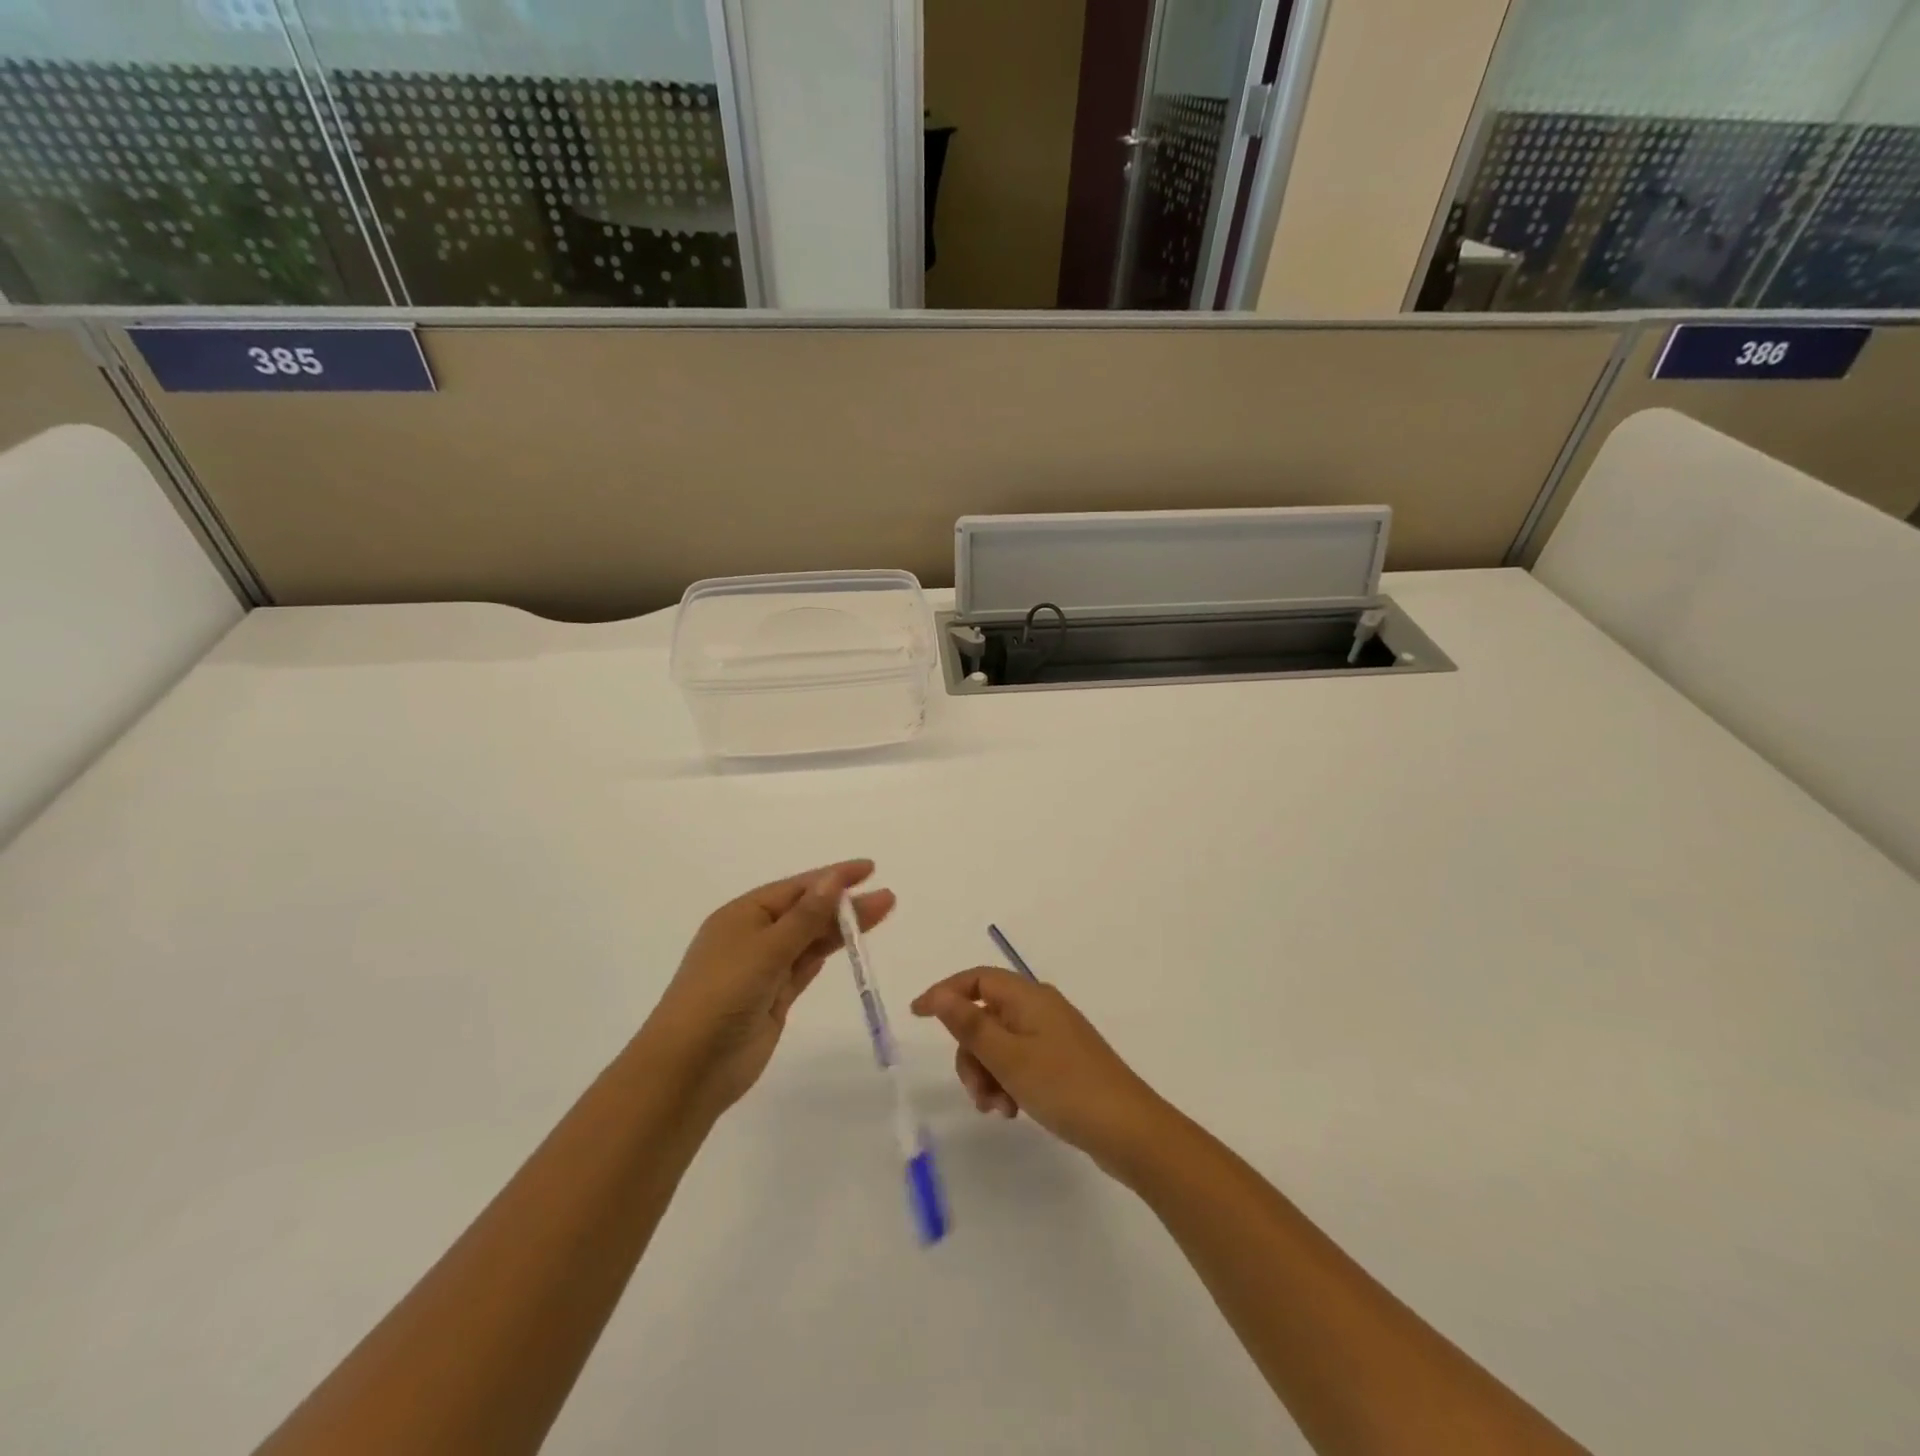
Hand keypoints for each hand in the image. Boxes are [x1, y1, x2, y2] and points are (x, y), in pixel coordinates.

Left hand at [643, 861, 893, 1117]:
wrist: (690, 1067)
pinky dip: (827, 954)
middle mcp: (753, 936)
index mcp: (742, 915)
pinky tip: (851, 944)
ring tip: (881, 914)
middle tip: (887, 898)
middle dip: (845, 903)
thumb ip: (806, 916)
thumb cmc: (722, 995)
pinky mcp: (774, 998)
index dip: (834, 877)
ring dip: (842, 928)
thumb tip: (834, 878)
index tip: (869, 868)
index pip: (797, 888)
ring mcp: (764, 968)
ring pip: (810, 940)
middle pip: (807, 912)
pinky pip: (806, 966)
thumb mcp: (766, 949)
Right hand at [910, 968, 1165, 1171]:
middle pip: (985, 1016)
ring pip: (1000, 1044)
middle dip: (971, 1053)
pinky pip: (1019, 1062)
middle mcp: (1040, 1008)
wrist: (1129, 1130)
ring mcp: (1053, 1036)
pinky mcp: (1061, 1062)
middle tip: (976, 1092)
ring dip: (988, 1074)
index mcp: (1028, 997)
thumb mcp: (1008, 1057)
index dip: (945, 992)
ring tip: (998, 1109)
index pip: (977, 979)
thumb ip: (970, 1025)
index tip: (916, 1016)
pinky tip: (1014, 1111)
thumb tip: (939, 995)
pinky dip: (1007, 1082)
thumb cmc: (1064, 1086)